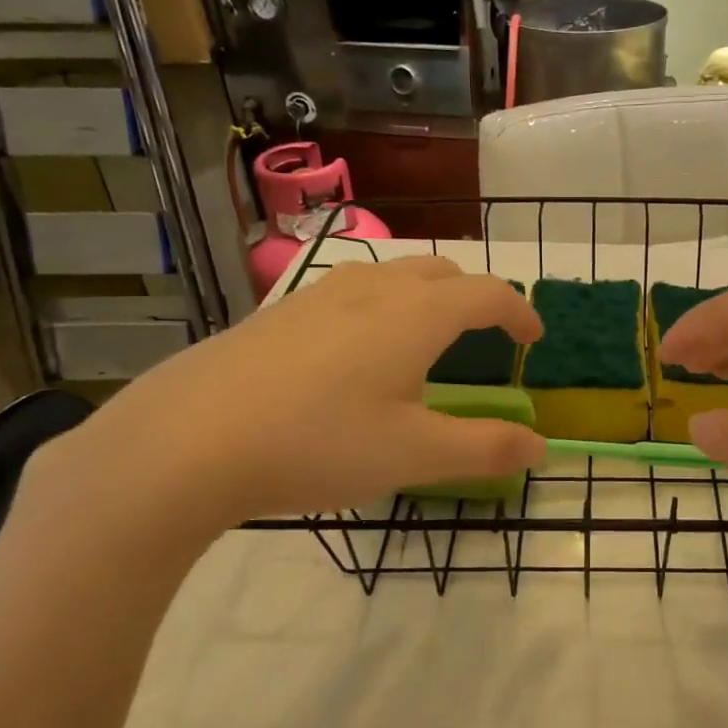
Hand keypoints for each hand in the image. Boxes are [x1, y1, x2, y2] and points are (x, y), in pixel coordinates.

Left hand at [47, 257, 545, 528]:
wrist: (186, 440)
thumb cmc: (318, 443)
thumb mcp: (414, 455)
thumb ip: (486, 449)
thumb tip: (540, 445)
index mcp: (417, 314)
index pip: (489, 293)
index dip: (519, 312)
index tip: (532, 340)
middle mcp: (373, 289)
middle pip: (442, 272)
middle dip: (474, 297)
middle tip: (484, 336)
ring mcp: (319, 294)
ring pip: (392, 275)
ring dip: (425, 297)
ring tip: (424, 340)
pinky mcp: (278, 312)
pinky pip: (349, 292)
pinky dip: (380, 307)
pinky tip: (354, 354)